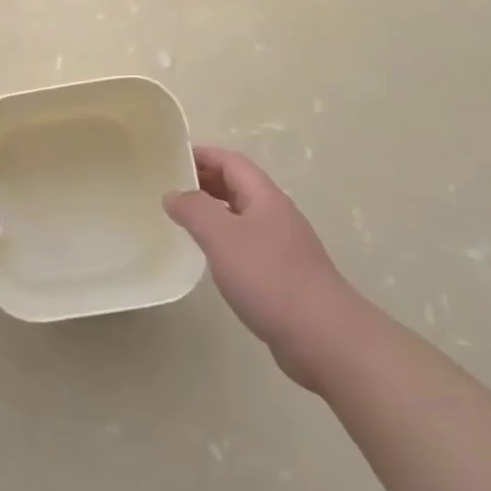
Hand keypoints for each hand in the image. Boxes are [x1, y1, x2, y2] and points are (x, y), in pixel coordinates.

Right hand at [164, 146, 364, 386]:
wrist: (322, 335)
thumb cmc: (269, 277)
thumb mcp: (222, 236)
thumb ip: (194, 210)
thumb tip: (173, 194)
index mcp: (265, 197)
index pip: (231, 162)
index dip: (202, 155)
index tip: (170, 158)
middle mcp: (276, 214)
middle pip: (238, 185)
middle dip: (205, 180)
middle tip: (169, 187)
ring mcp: (282, 245)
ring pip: (242, 215)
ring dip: (213, 210)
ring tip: (182, 218)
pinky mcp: (283, 274)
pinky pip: (247, 243)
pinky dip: (224, 239)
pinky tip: (210, 257)